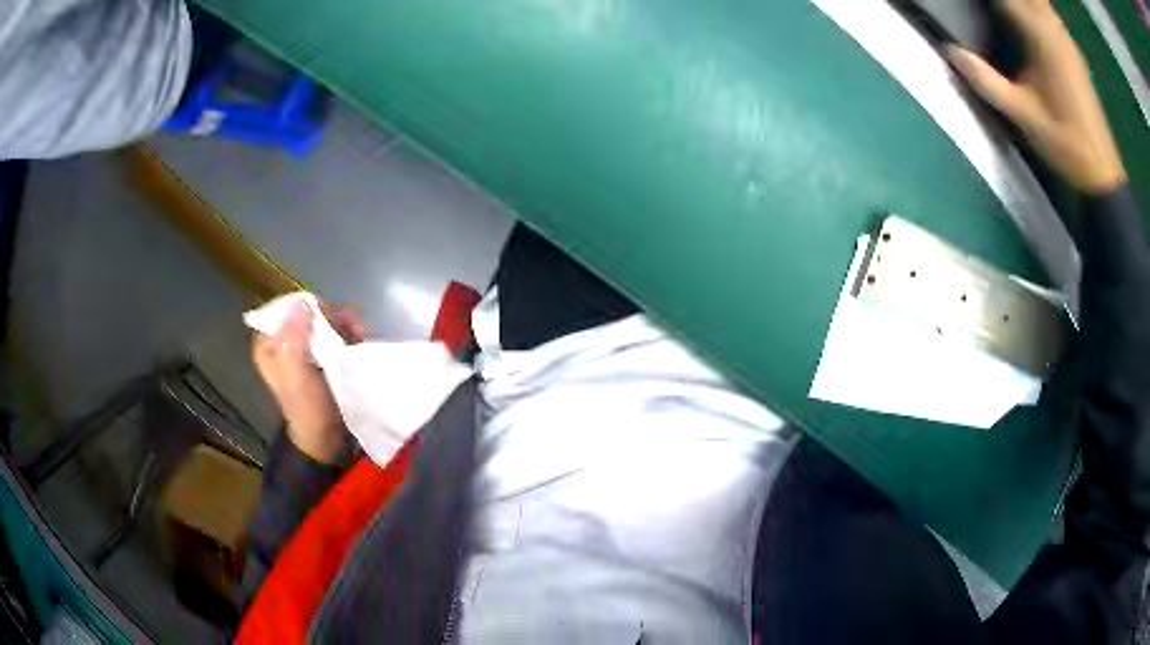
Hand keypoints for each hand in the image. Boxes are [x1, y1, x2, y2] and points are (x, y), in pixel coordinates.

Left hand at [251, 300, 368, 463]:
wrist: (328, 439)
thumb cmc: (308, 409)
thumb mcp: (295, 376)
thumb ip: (293, 340)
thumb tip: (301, 303)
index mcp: (269, 342)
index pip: (288, 307)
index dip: (309, 307)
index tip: (328, 320)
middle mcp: (285, 339)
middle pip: (310, 309)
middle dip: (333, 316)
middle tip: (353, 332)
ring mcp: (307, 345)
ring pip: (327, 317)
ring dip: (346, 323)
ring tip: (361, 337)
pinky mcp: (324, 353)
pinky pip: (338, 330)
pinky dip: (352, 331)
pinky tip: (362, 341)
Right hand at [946, 0, 1126, 194]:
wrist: (1104, 173)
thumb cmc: (1066, 146)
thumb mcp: (1022, 115)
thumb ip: (985, 80)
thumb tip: (949, 52)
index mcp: (1041, 37)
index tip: (969, 2)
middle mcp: (1054, 29)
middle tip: (989, 8)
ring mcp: (1067, 39)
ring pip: (1040, 0)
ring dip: (1024, 1)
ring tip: (1006, 11)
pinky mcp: (1074, 51)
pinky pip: (1050, 13)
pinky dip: (1036, 7)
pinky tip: (1029, 16)